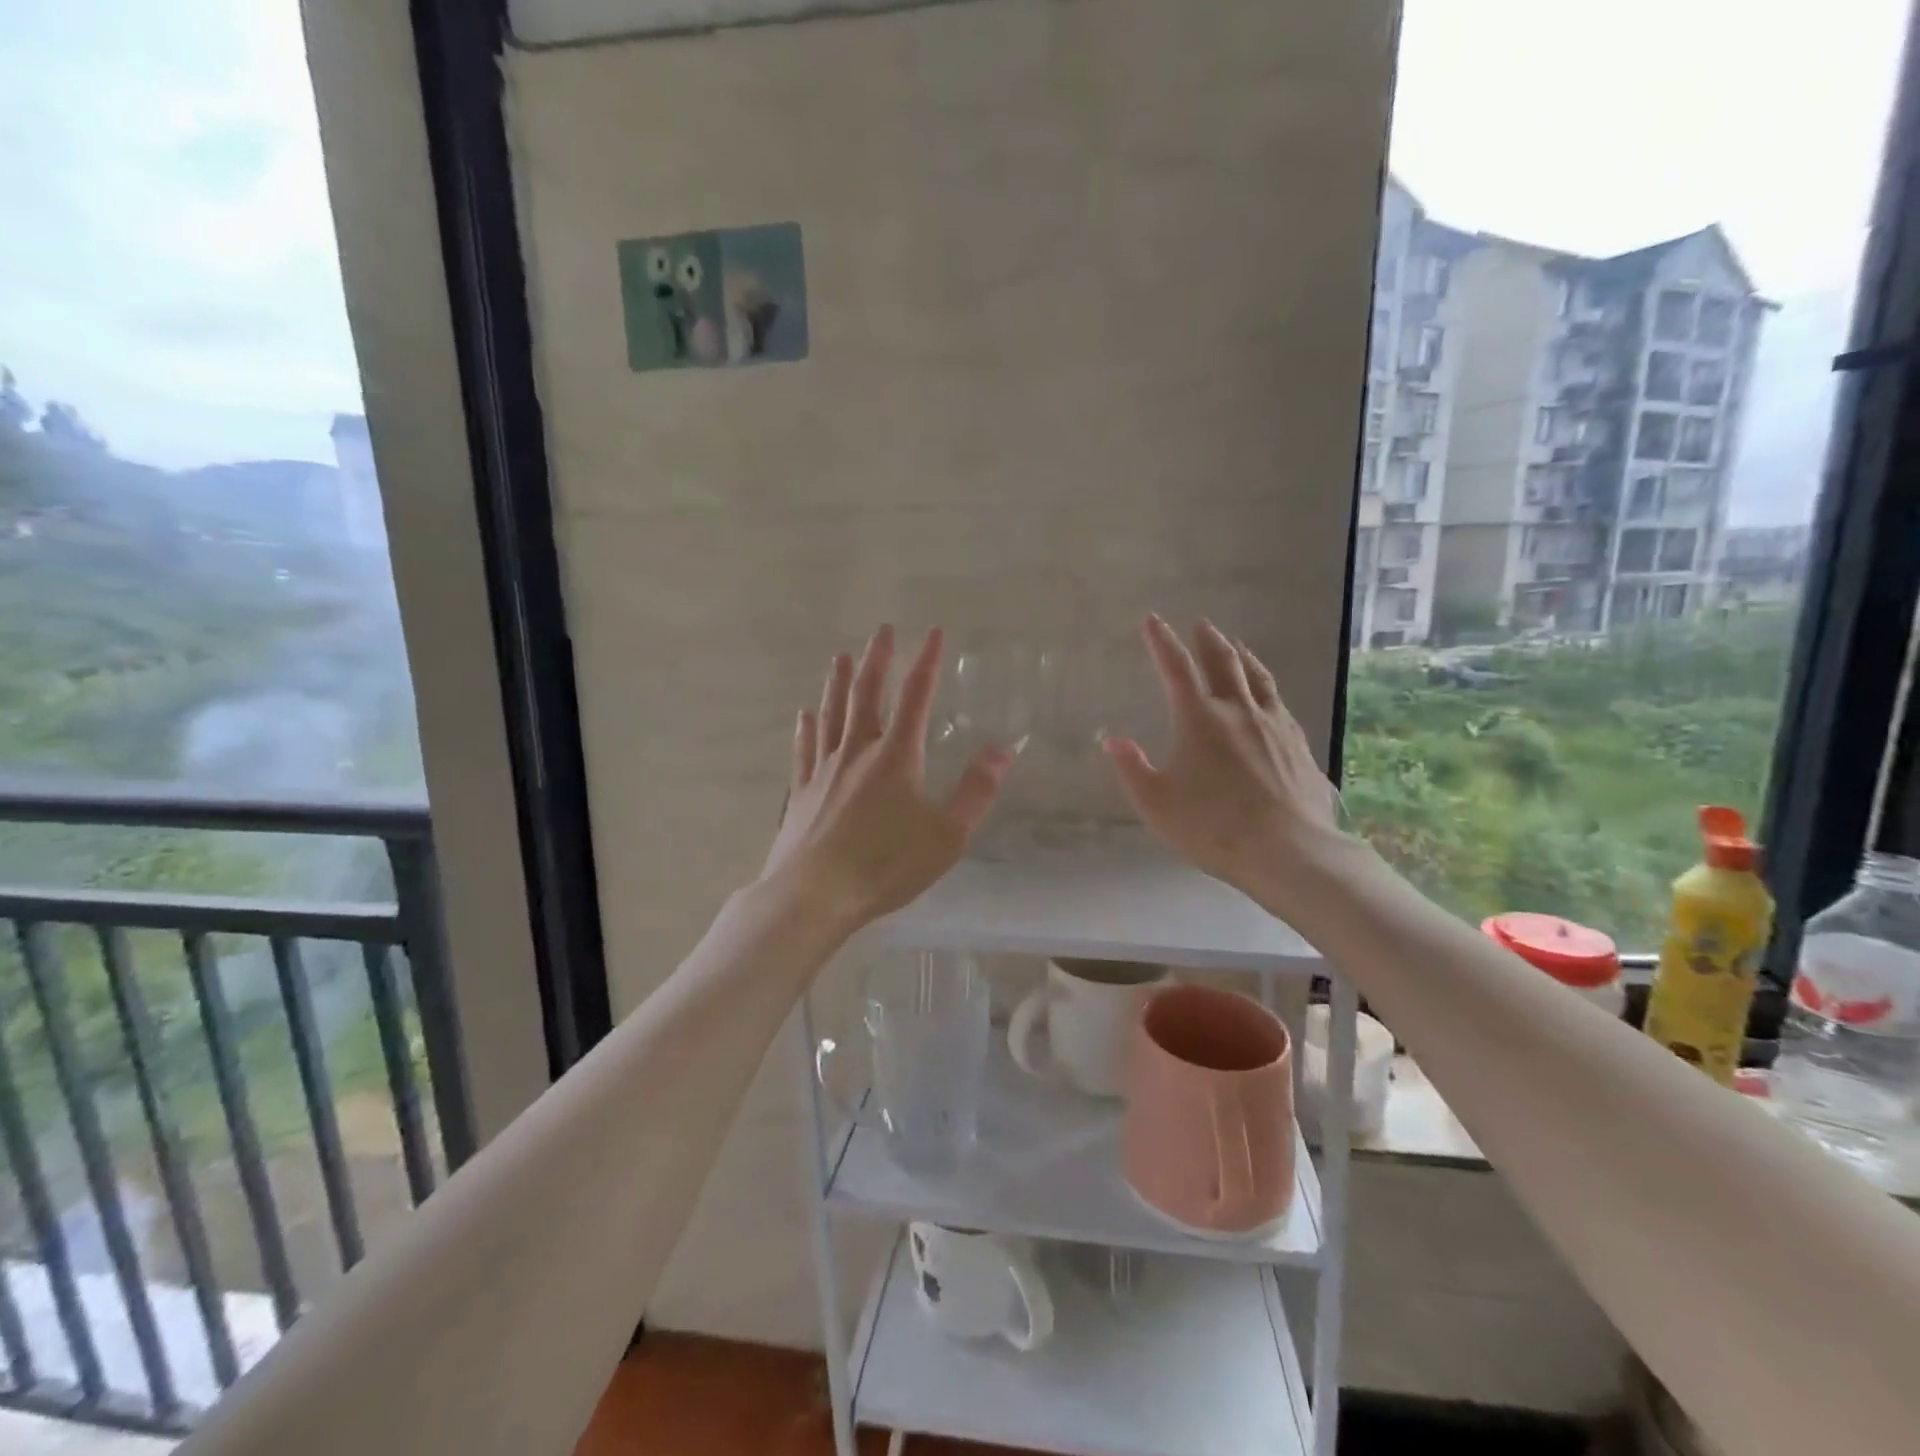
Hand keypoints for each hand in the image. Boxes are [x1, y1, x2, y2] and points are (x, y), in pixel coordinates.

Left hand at [762, 625, 1012, 930]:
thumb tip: (1001, 749)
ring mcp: (824, 770)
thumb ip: (975, 791)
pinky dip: (806, 727)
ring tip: (840, 656)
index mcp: (895, 757)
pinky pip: (805, 749)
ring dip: (837, 682)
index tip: (933, 631)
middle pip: (866, 694)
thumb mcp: (946, 835)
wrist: (813, 895)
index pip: (916, 696)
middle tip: (882, 629)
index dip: (926, 661)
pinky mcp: (802, 792)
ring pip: (831, 714)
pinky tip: (804, 714)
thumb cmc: (885, 865)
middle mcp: (857, 752)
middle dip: (877, 659)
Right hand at [1104, 615, 1343, 903]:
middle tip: (1201, 624)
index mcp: (1199, 719)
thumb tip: (1113, 739)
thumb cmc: (1212, 826)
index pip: (1176, 669)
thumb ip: (1132, 768)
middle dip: (1207, 641)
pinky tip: (1267, 695)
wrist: (1289, 850)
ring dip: (1242, 656)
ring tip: (1236, 645)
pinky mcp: (1298, 744)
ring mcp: (1273, 725)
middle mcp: (1238, 711)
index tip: (1152, 620)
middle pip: (1223, 663)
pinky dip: (1265, 687)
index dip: (1162, 642)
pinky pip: (1278, 702)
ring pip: (1257, 677)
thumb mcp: (1156, 803)